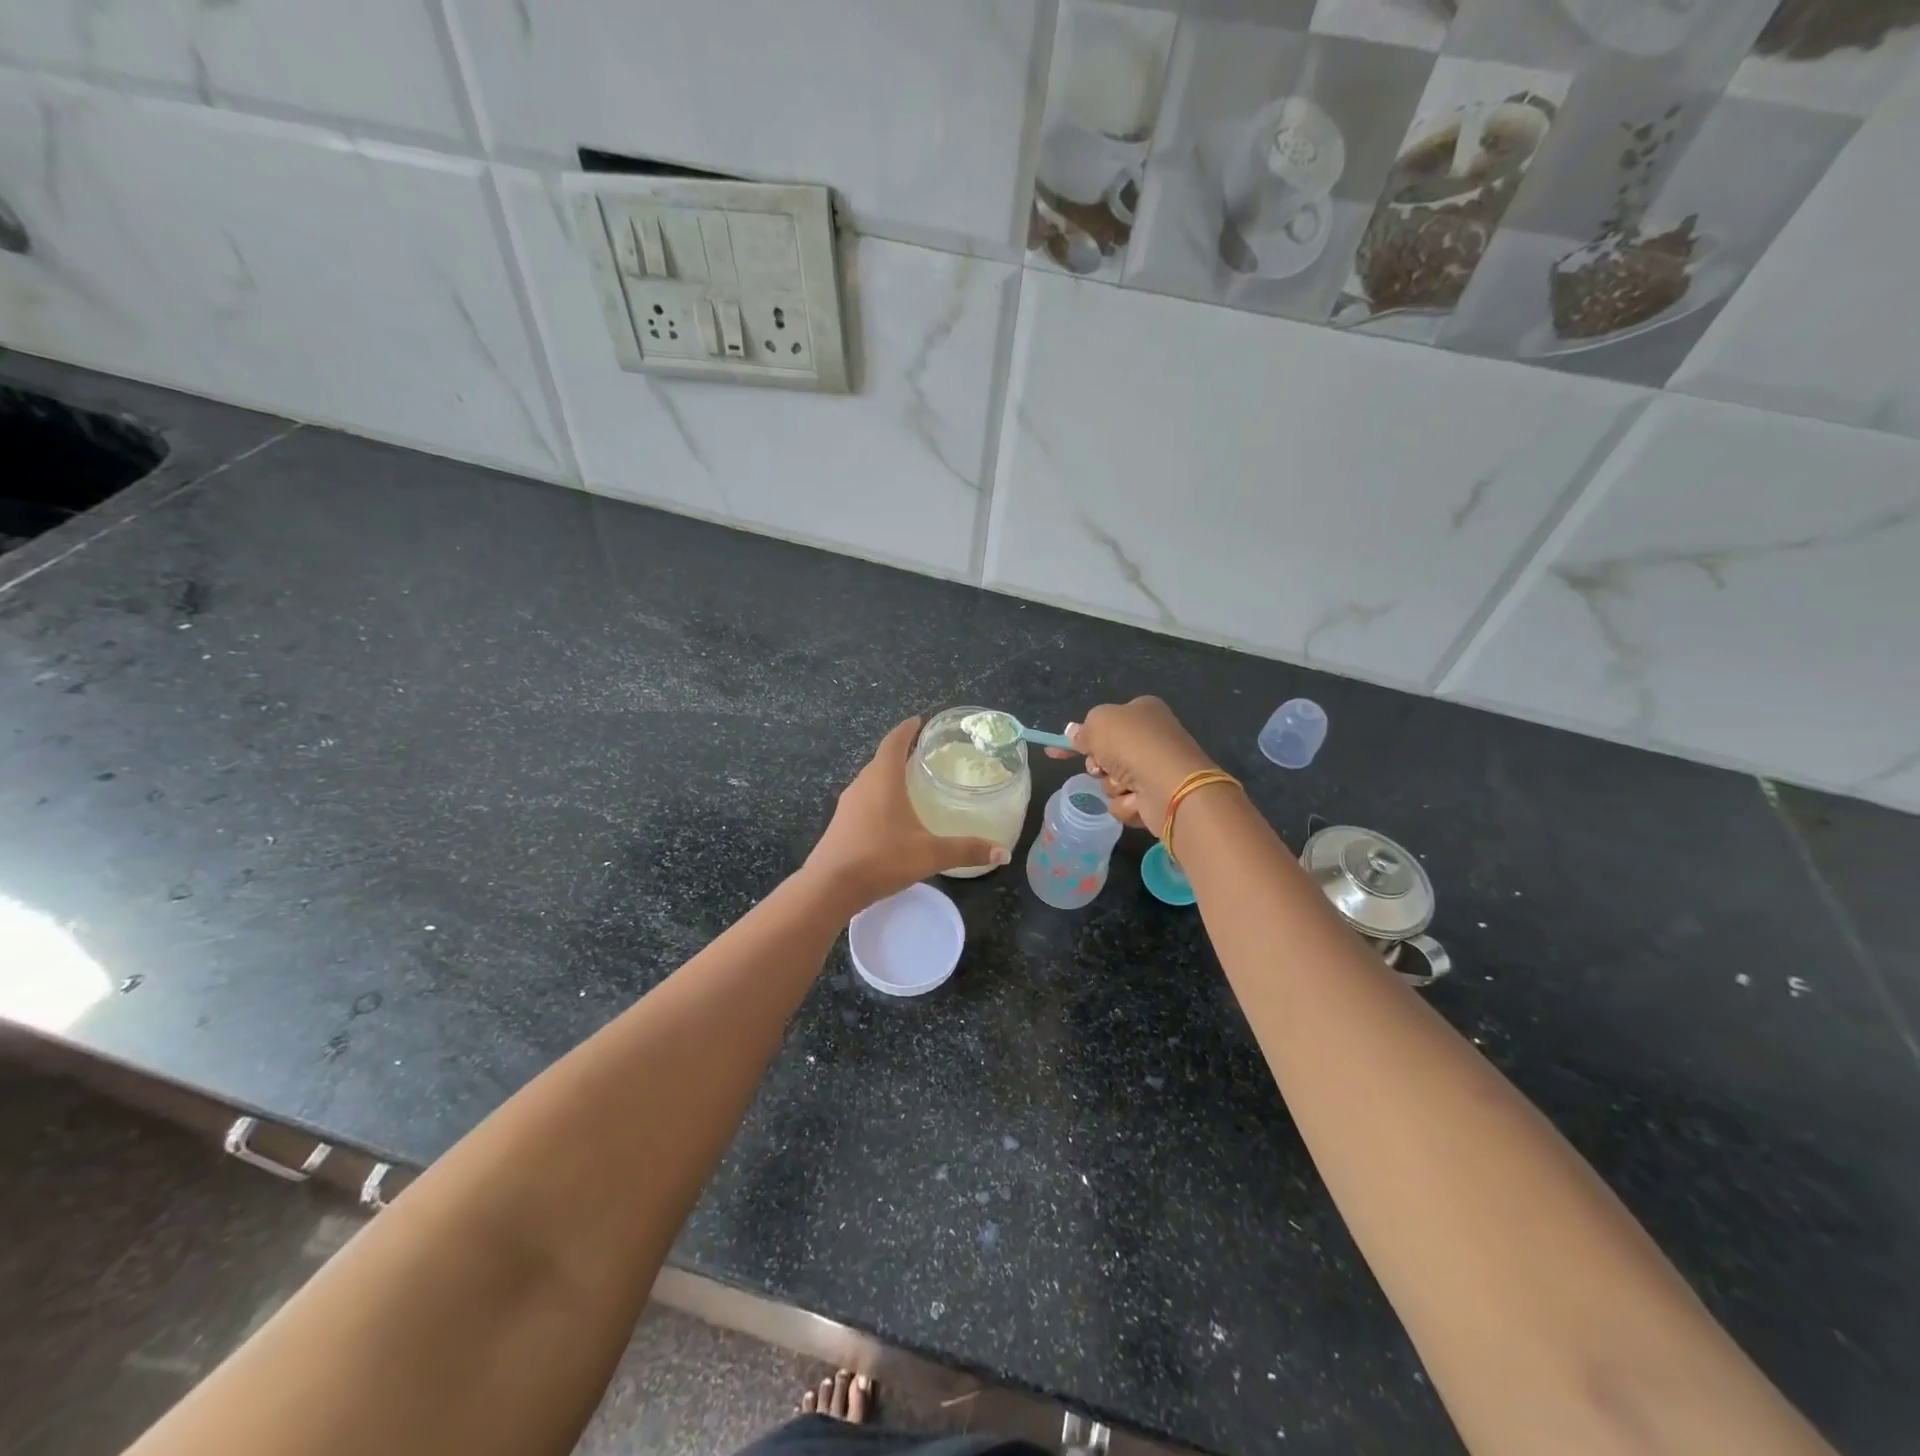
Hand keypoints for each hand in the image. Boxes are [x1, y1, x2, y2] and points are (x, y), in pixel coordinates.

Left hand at [804, 717, 1007, 910]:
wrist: (829, 887)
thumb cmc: (880, 859)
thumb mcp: (929, 854)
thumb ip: (966, 850)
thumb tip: (1003, 853)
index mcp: (883, 779)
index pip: (894, 742)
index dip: (907, 729)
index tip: (920, 720)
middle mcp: (862, 784)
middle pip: (882, 759)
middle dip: (901, 751)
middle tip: (925, 753)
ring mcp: (848, 804)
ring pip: (871, 780)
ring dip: (889, 775)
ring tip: (912, 781)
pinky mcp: (841, 823)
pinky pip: (864, 799)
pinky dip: (880, 796)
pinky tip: (892, 815)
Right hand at [1044, 696, 1216, 834]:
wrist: (1170, 785)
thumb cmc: (1134, 744)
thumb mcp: (1099, 723)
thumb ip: (1083, 729)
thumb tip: (1074, 734)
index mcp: (1141, 712)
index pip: (1103, 722)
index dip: (1079, 736)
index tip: (1055, 751)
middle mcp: (1150, 738)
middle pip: (1105, 755)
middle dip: (1099, 765)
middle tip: (1102, 766)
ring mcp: (1155, 769)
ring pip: (1112, 781)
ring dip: (1113, 785)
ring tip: (1127, 784)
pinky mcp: (1157, 798)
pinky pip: (1125, 803)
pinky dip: (1127, 803)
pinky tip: (1139, 800)